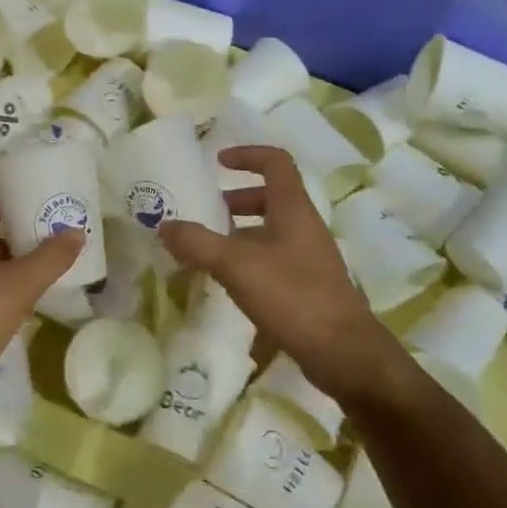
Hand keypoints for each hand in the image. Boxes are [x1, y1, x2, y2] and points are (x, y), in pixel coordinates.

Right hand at [157, 146, 403, 404]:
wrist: (343, 352)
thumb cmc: (293, 296)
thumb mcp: (237, 266)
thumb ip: (198, 243)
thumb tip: (164, 225)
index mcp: (293, 209)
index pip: (275, 163)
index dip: (247, 155)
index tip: (217, 162)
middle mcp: (304, 227)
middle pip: (270, 198)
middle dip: (235, 200)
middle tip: (204, 213)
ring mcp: (309, 258)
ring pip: (270, 231)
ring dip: (239, 233)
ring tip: (206, 250)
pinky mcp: (307, 286)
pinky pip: (273, 259)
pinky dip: (248, 260)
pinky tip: (228, 283)